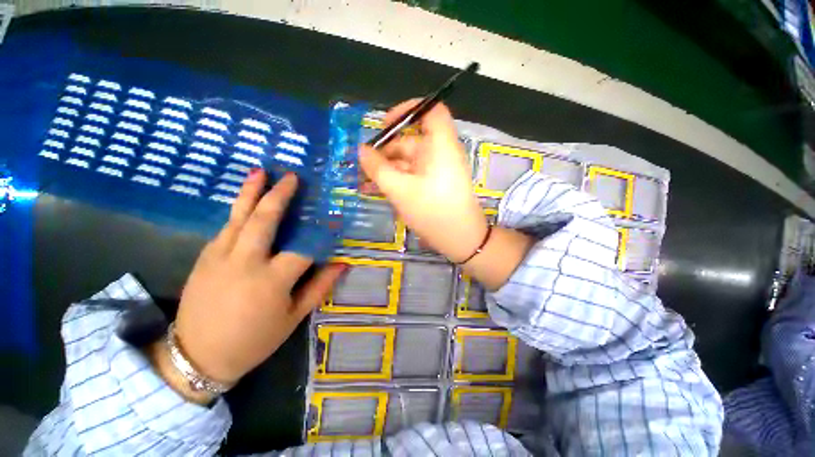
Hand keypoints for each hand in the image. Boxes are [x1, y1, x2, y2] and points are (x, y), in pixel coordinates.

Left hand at [165, 170, 345, 392]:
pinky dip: (237, 210)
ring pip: (238, 216)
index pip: (304, 248)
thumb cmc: (253, 340)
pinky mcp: (204, 257)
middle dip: (279, 195)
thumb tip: (342, 264)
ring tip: (260, 172)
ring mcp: (219, 256)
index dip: (323, 233)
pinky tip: (245, 201)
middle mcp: (245, 262)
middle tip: (291, 176)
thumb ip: (319, 287)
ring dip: (251, 192)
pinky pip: (225, 227)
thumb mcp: (293, 317)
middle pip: (265, 219)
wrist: (196, 357)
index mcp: (271, 280)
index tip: (334, 218)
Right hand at [359, 100, 488, 262]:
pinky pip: (413, 175)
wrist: (460, 240)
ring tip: (366, 181)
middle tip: (365, 165)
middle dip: (386, 150)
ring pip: (409, 161)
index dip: (408, 110)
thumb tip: (361, 150)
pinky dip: (397, 179)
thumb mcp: (400, 190)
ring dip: (388, 168)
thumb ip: (378, 168)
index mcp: (440, 145)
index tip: (385, 124)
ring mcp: (438, 170)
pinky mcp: (435, 185)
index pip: (430, 110)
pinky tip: (379, 189)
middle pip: (412, 140)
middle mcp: (440, 153)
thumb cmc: (432, 211)